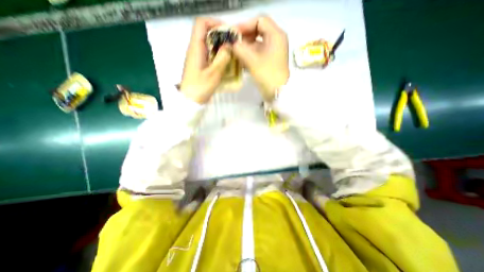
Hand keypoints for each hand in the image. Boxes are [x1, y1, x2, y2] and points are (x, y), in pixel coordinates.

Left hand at [179, 17, 231, 103]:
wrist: (190, 100)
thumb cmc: (200, 87)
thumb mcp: (213, 74)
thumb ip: (222, 58)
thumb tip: (229, 45)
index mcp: (195, 48)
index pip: (201, 23)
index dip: (214, 23)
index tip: (228, 32)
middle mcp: (195, 49)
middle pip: (206, 33)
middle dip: (221, 36)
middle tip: (233, 45)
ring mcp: (197, 58)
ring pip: (209, 44)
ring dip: (220, 46)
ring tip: (232, 53)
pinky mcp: (200, 65)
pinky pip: (209, 54)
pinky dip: (218, 55)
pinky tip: (225, 63)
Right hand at [234, 16, 287, 100]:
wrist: (278, 93)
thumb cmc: (267, 75)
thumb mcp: (252, 61)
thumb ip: (240, 49)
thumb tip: (231, 43)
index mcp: (276, 35)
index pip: (259, 21)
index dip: (245, 25)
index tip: (233, 35)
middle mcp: (276, 40)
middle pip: (258, 31)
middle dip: (244, 37)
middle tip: (233, 44)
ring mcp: (273, 51)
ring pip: (257, 43)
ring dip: (245, 47)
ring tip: (234, 53)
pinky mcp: (270, 60)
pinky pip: (258, 53)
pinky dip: (250, 55)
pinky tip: (241, 60)